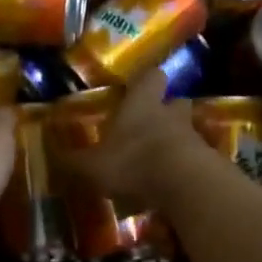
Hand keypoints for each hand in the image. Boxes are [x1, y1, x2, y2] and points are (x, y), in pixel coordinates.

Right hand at [56, 70, 213, 211]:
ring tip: (161, 160)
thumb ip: (73, 161)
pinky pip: (197, 158)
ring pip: (187, 130)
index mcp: (142, 103)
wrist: (186, 184)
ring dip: (177, 140)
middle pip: (175, 101)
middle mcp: (171, 113)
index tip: (138, 87)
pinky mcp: (209, 161)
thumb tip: (52, 155)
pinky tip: (174, 183)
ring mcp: (194, 136)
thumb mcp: (92, 166)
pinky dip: (187, 166)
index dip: (145, 80)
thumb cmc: (134, 162)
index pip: (150, 76)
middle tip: (150, 125)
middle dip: (166, 110)